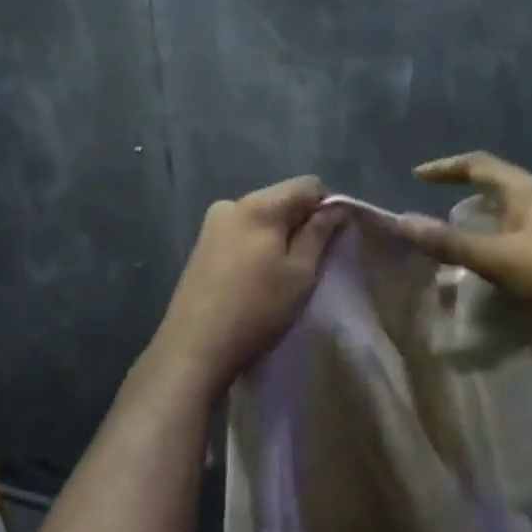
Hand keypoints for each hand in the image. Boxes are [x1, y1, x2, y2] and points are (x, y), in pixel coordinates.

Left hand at [151, 176, 344, 391]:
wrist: (195, 347)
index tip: (333, 240)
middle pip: (282, 198)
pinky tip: (256, 277)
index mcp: (259, 205)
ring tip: (282, 274)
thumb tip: (336, 206)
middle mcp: (231, 203)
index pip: (308, 184)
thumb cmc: (257, 309)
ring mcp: (211, 224)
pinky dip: (257, 246)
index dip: (328, 206)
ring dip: (279, 236)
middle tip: (311, 262)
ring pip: (261, 217)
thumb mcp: (300, 272)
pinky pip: (241, 233)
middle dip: (301, 221)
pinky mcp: (201, 245)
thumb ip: (319, 233)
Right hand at [395, 152, 531, 321]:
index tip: (418, 176)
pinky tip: (501, 269)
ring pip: (516, 216)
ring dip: (488, 225)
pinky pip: (530, 238)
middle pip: (500, 189)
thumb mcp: (499, 258)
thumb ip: (451, 243)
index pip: (481, 165)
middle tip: (442, 220)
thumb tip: (403, 222)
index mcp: (530, 192)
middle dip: (468, 199)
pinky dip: (506, 245)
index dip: (446, 167)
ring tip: (467, 247)